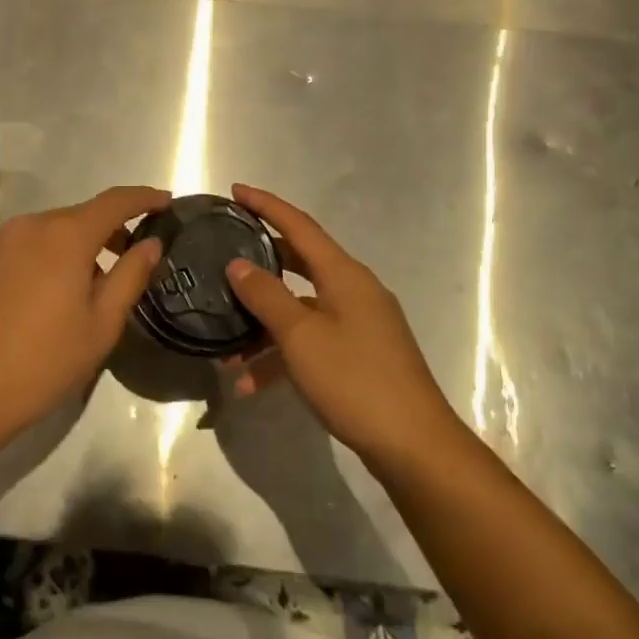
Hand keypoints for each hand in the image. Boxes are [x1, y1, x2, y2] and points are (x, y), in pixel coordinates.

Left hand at [0, 185, 169, 455]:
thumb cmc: (46, 360)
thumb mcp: (102, 323)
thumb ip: (131, 275)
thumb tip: (151, 243)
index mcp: (65, 235)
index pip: (114, 202)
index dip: (143, 198)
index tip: (165, 200)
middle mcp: (29, 224)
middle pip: (79, 216)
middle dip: (108, 230)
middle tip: (130, 256)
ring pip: (48, 231)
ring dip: (73, 246)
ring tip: (86, 285)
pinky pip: (22, 245)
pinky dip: (43, 256)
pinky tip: (45, 293)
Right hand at [222, 183, 456, 472]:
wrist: (415, 447)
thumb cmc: (355, 380)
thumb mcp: (300, 336)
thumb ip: (266, 295)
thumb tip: (238, 264)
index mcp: (344, 275)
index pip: (299, 226)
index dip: (266, 205)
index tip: (235, 191)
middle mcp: (353, 291)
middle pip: (300, 263)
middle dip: (260, 263)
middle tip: (224, 255)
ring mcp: (359, 324)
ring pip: (301, 310)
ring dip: (264, 326)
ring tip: (226, 350)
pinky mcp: (360, 355)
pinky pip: (312, 341)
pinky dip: (283, 356)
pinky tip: (252, 386)